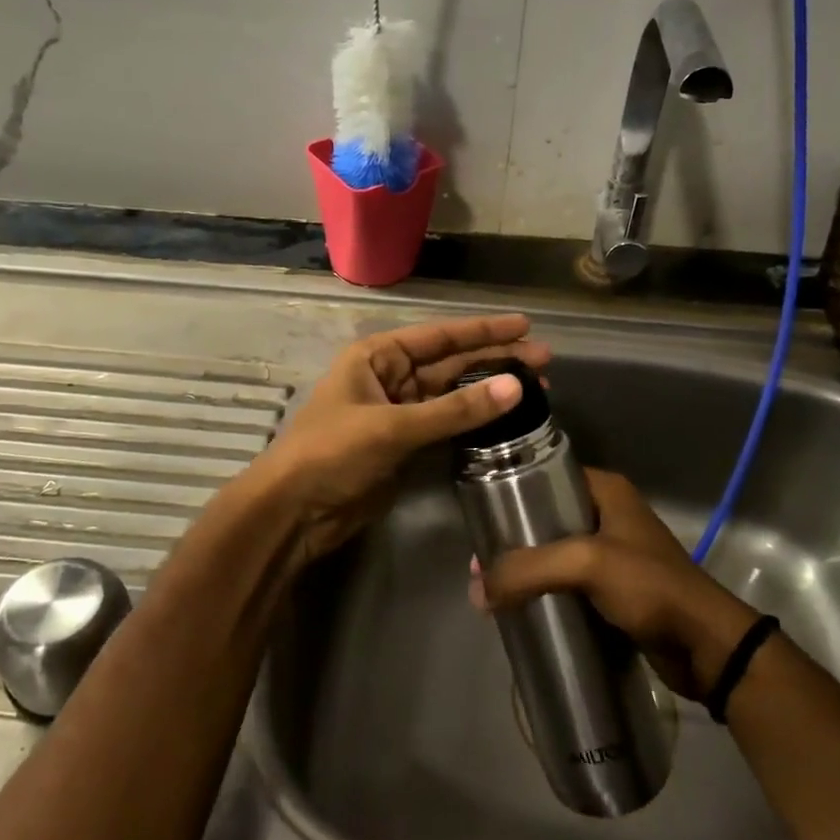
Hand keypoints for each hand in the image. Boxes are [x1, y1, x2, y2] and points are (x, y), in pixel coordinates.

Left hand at [254, 314, 549, 564]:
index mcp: (378, 356)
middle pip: (452, 364)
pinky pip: (447, 425)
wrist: (295, 512)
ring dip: (491, 393)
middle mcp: (390, 377)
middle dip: (496, 361)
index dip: (484, 331)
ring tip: (538, 389)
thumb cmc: (332, 453)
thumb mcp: (392, 427)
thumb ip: (455, 410)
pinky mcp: (406, 445)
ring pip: (453, 396)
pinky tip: (507, 420)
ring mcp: (399, 413)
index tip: (525, 327)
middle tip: (545, 361)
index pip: (440, 336)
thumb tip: (515, 387)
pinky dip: (475, 423)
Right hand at [475, 468, 758, 698]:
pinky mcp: (612, 589)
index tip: (481, 516)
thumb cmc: (651, 587)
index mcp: (606, 491)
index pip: (547, 475)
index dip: (511, 492)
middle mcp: (607, 514)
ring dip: (526, 569)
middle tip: (478, 563)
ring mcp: (611, 553)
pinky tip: (519, 606)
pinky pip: (567, 582)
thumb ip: (529, 570)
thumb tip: (477, 590)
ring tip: (489, 588)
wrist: (706, 646)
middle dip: (513, 540)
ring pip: (554, 553)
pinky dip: (544, 591)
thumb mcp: (587, 564)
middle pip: (546, 517)